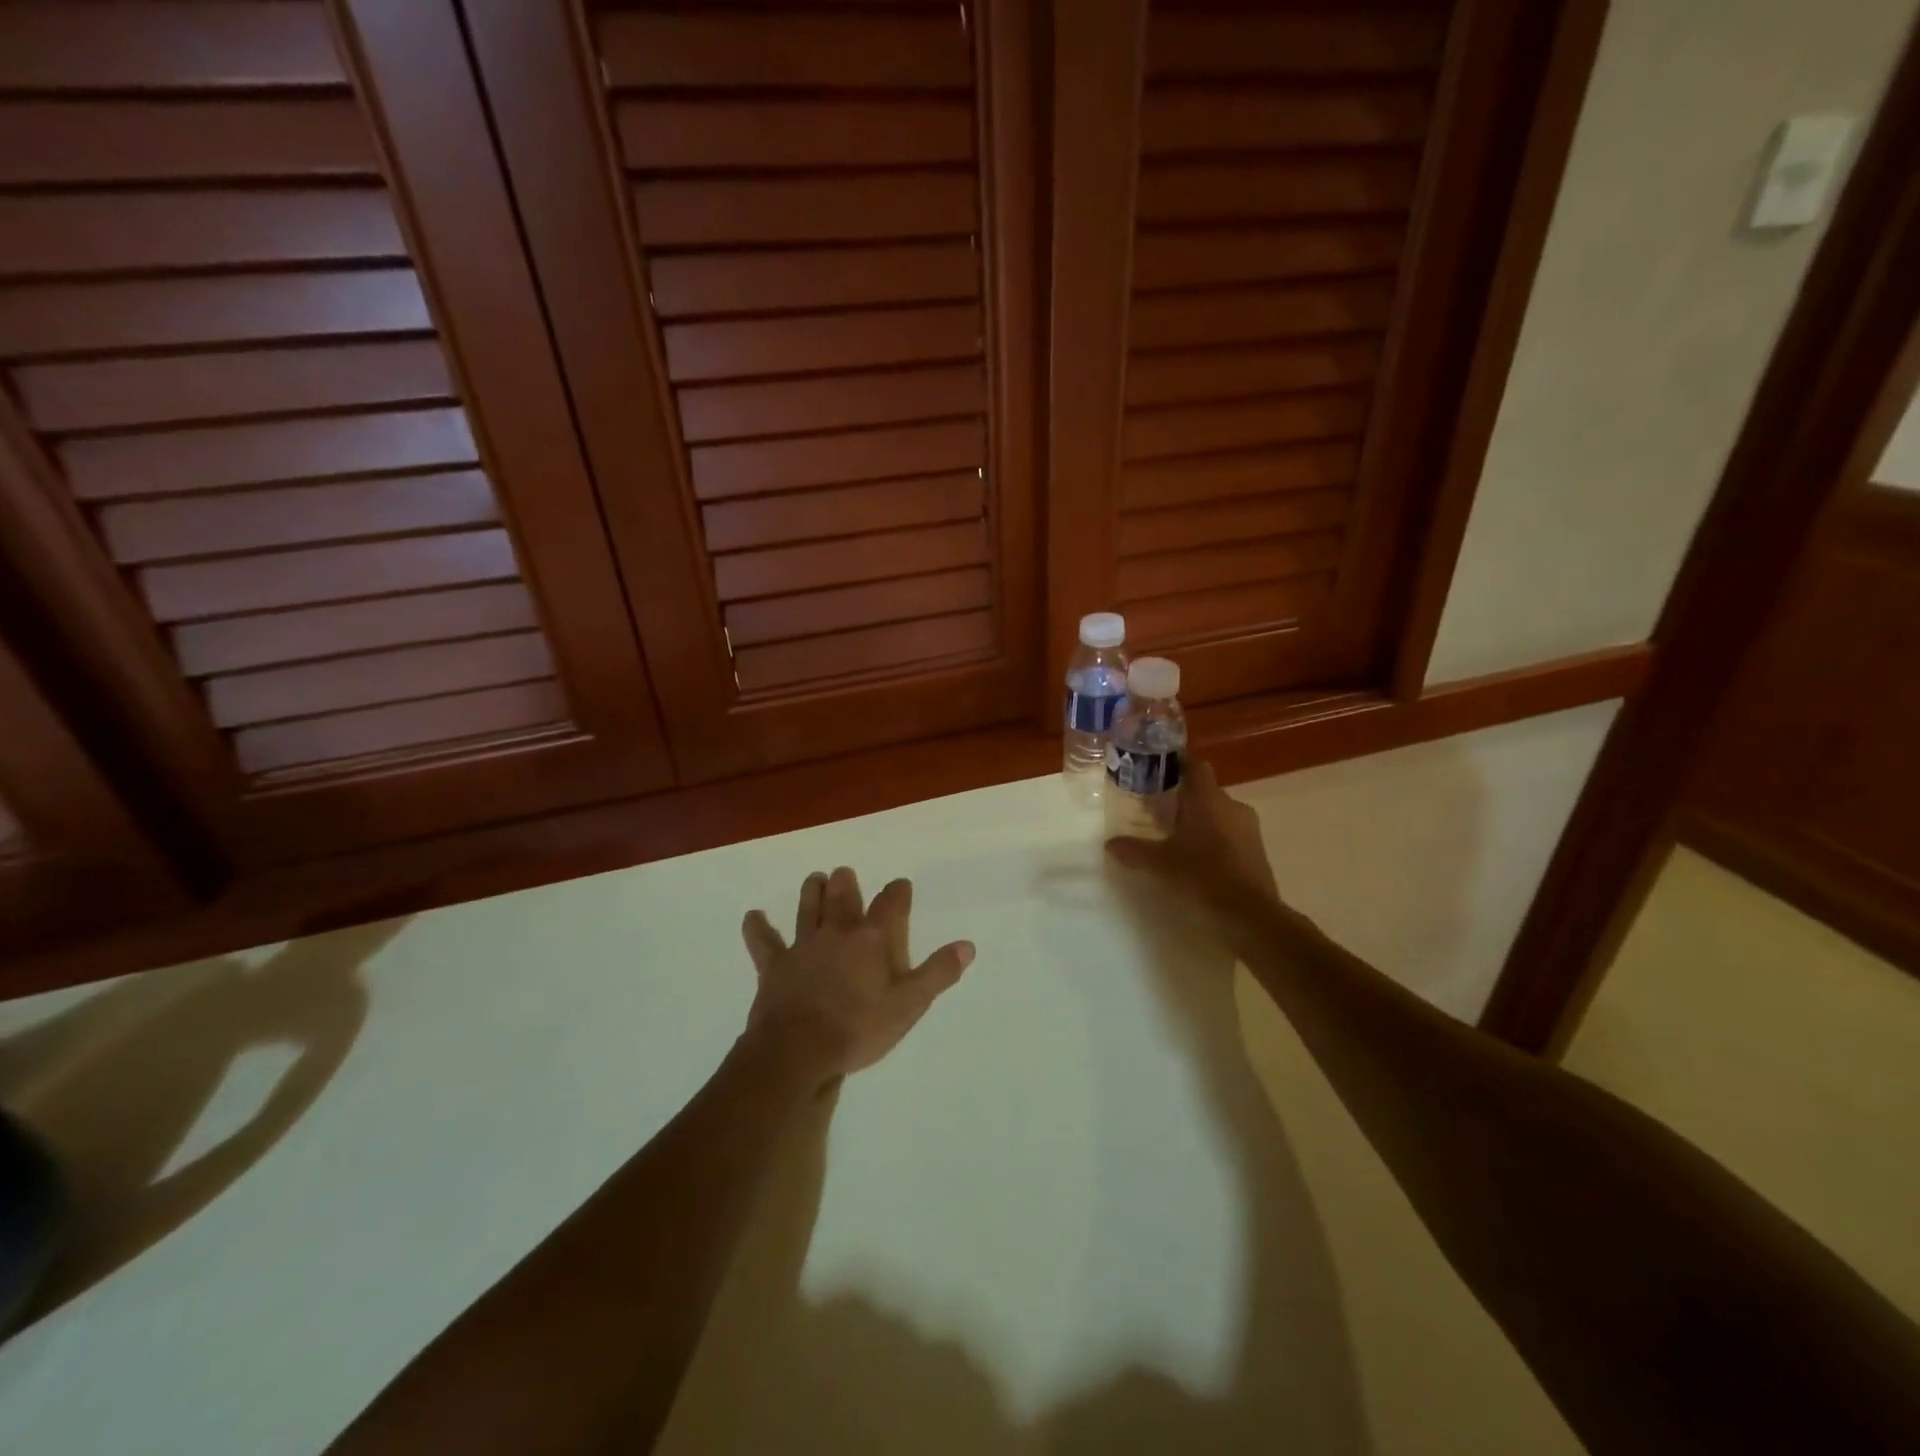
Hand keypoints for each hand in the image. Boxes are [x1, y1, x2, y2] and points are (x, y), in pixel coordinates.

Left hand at [740, 867, 974, 1091]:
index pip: (891, 904)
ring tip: (815, 878)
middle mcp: (838, 933)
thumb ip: (938, 973)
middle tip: (845, 873)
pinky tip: (752, 917)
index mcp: (872, 940)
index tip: (901, 884)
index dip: (898, 892)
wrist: (799, 1051)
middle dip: (847, 883)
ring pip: (807, 909)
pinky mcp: (774, 966)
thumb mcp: (909, 1005)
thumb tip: (967, 945)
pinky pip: (764, 942)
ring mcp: (803, 946)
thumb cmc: (859, 1028)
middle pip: (843, 898)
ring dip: (812, 892)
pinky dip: (758, 928)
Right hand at [1106, 760, 1279, 914]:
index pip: (1195, 765)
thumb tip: (1110, 844)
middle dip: (1181, 797)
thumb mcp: (1161, 864)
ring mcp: (1248, 827)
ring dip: (1197, 819)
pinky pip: (1229, 832)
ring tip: (1173, 837)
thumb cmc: (1204, 877)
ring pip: (1217, 812)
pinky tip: (1195, 858)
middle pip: (1204, 790)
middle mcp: (1232, 805)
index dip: (1176, 764)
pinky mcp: (1256, 849)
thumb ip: (1134, 850)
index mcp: (1208, 799)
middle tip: (1155, 811)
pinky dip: (1212, 837)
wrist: (1251, 916)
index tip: (1155, 772)